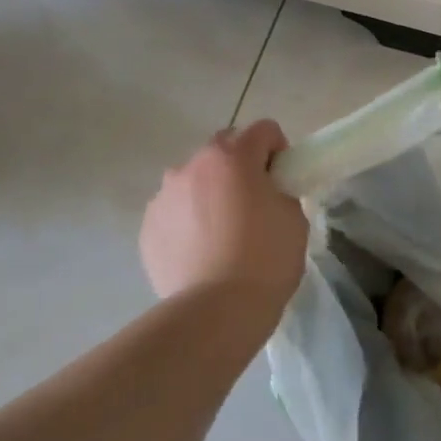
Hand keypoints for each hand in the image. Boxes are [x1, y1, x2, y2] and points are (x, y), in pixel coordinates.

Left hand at [140, 119, 308, 315]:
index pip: (264, 130)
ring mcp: (163, 195)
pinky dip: (188, 221)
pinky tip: (201, 252)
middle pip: (223, 149)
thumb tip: (266, 191)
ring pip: (194, 180)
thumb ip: (280, 191)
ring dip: (210, 193)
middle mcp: (192, 166)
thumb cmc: (266, 260)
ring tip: (222, 234)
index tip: (283, 180)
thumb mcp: (294, 218)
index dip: (279, 151)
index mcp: (232, 157)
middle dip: (240, 166)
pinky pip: (174, 211)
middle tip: (254, 205)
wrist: (216, 310)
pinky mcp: (147, 226)